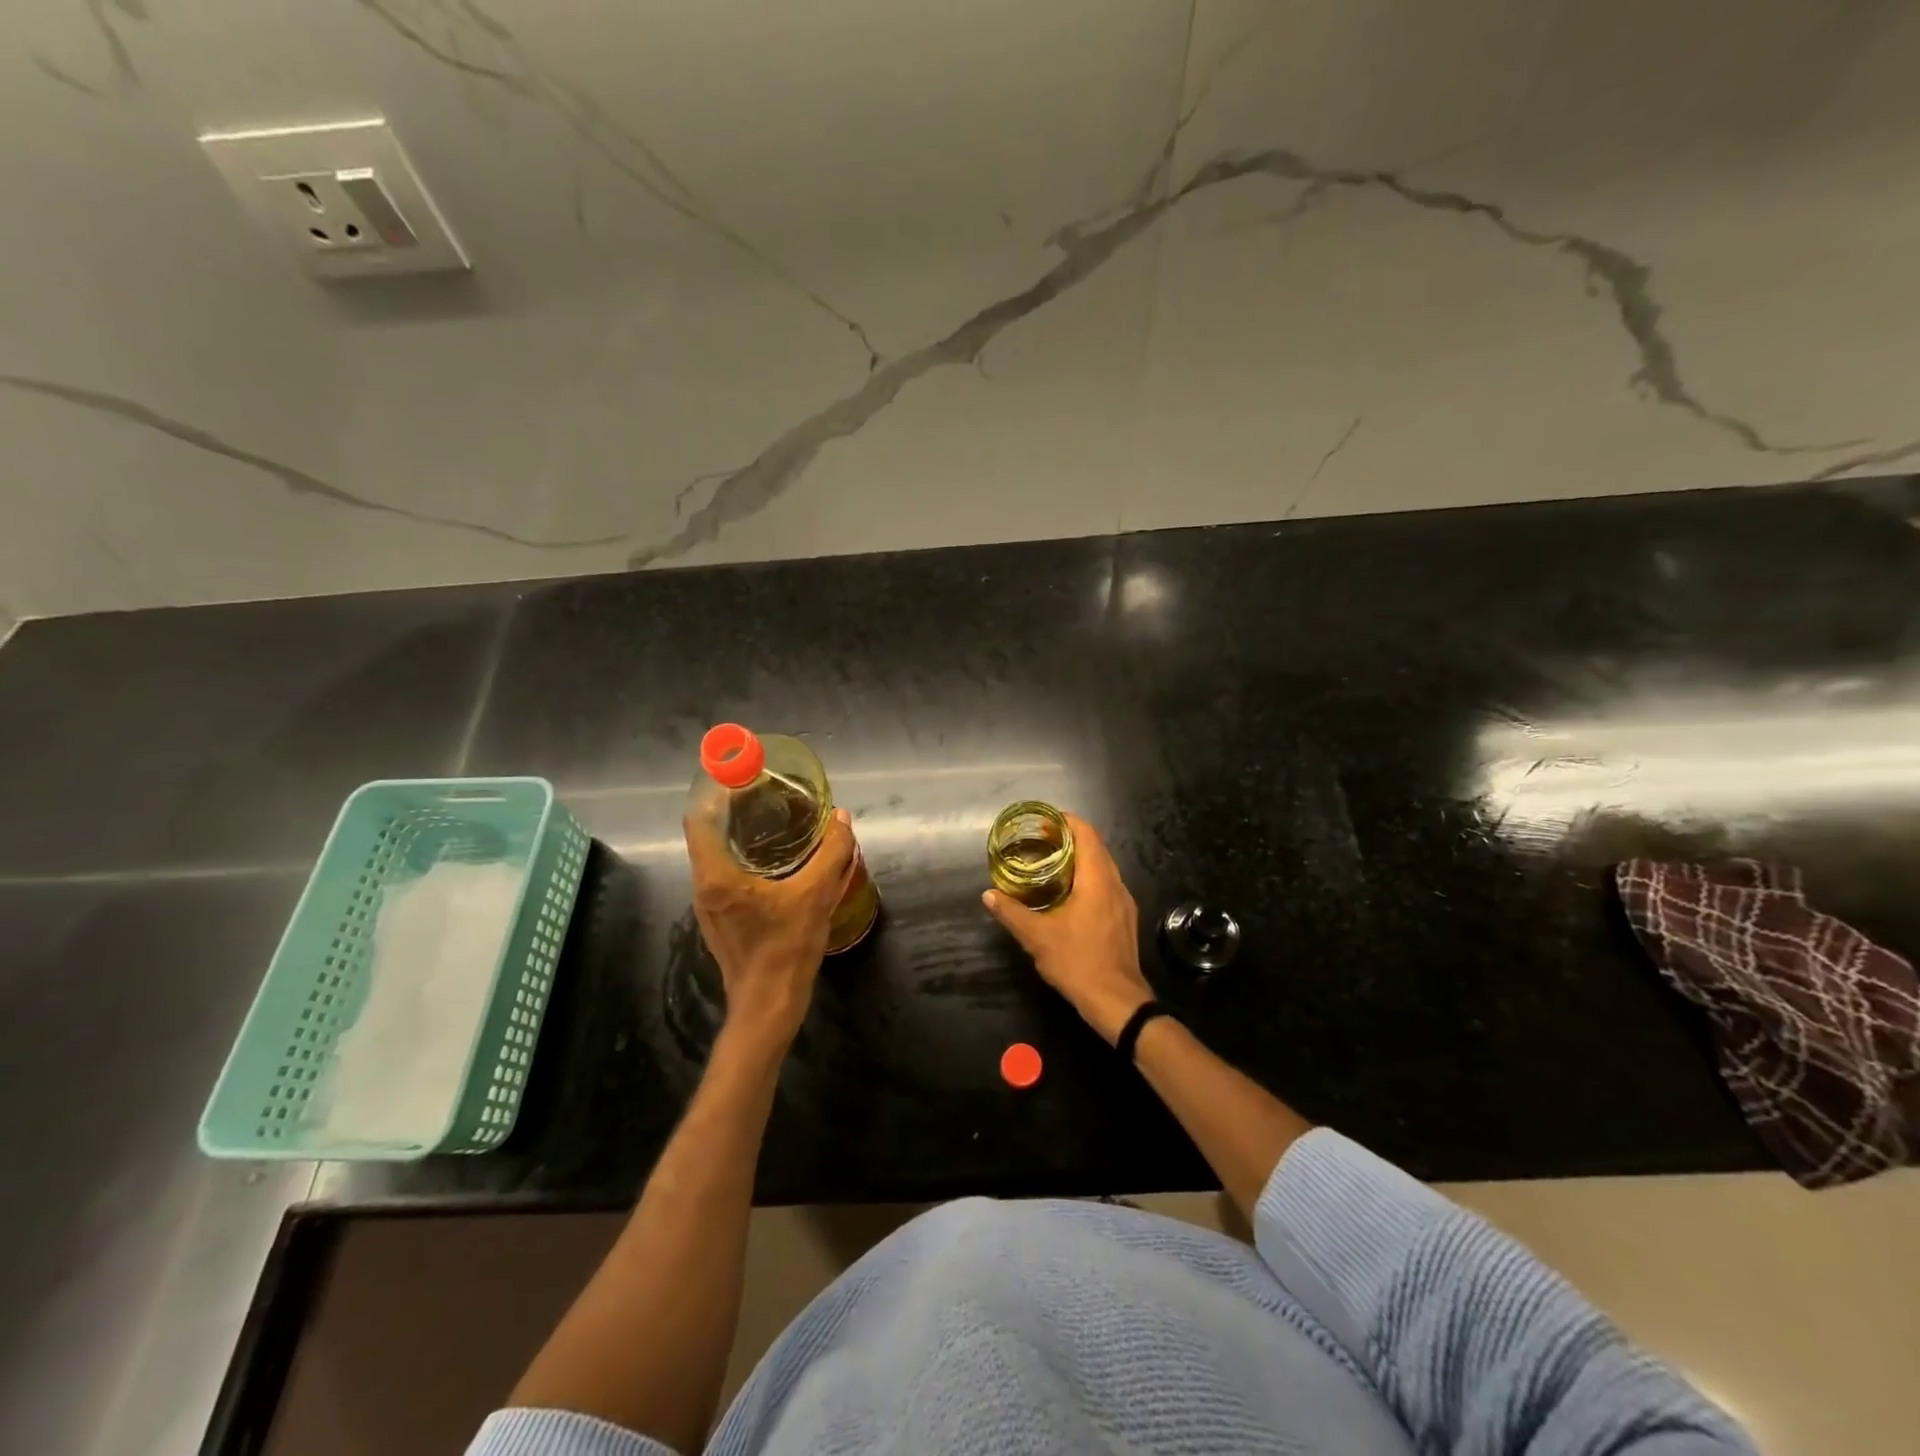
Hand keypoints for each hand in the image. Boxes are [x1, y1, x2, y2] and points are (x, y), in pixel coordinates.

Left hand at [685, 808, 856, 1049]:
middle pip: (707, 835)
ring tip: (770, 822)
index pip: (700, 820)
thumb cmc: (786, 948)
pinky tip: (772, 863)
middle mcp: (704, 887)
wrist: (768, 1006)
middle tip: (765, 794)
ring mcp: (708, 907)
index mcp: (717, 876)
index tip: (740, 777)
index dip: (715, 793)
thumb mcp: (816, 895)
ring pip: (715, 858)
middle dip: (732, 811)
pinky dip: (741, 859)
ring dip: (736, 836)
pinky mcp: (719, 921)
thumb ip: (831, 853)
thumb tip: (840, 818)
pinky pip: (723, 877)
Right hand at [982, 814, 1152, 1043]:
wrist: (1117, 1002)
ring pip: (1103, 868)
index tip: (1044, 821)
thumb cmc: (1078, 962)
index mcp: (1097, 880)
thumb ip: (1012, 912)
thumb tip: (989, 895)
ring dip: (1080, 860)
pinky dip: (1087, 879)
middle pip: (1096, 848)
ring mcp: (1124, 903)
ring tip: (1050, 865)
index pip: (1087, 834)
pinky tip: (1068, 895)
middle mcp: (1115, 885)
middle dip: (1070, 839)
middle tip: (1040, 841)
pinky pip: (1106, 886)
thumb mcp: (1037, 937)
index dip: (1067, 822)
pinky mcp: (1125, 919)